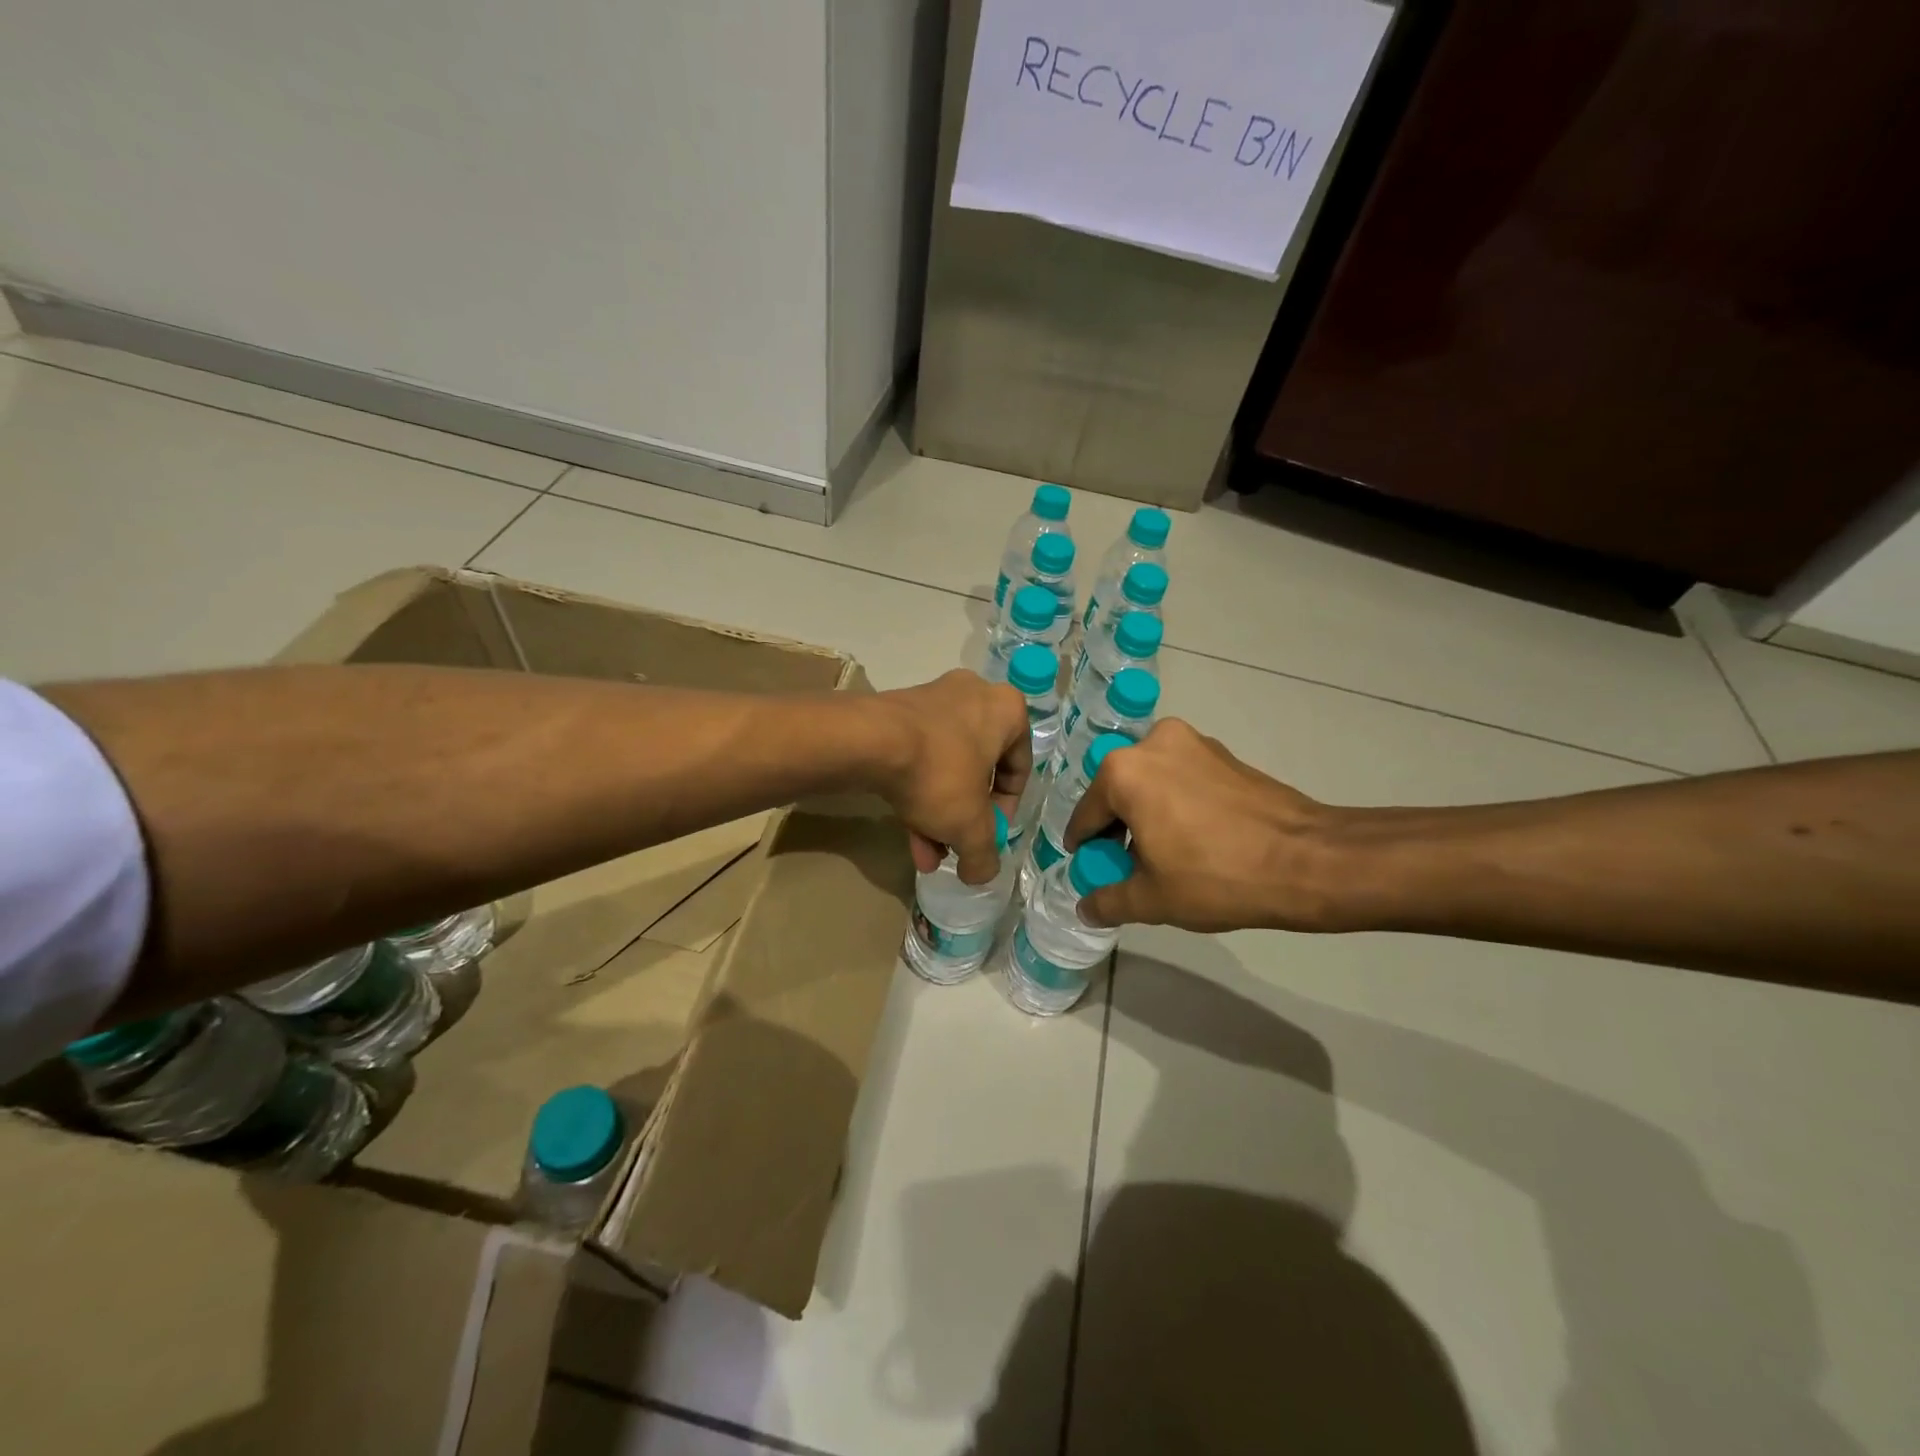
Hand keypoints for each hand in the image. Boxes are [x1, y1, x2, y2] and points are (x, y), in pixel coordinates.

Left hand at [873, 670, 1031, 882]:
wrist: (868, 741)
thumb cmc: (939, 773)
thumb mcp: (970, 826)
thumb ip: (984, 855)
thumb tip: (981, 874)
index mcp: (1006, 710)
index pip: (1019, 768)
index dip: (1005, 811)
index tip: (989, 837)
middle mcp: (973, 696)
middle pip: (978, 771)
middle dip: (964, 818)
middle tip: (954, 848)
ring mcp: (933, 700)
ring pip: (946, 767)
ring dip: (938, 813)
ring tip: (926, 854)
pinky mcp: (897, 712)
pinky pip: (919, 756)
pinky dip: (917, 792)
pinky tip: (908, 834)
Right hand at [1063, 719, 1352, 931]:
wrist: (1308, 861)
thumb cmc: (1217, 877)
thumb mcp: (1152, 899)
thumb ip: (1108, 901)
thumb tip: (1085, 908)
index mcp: (1123, 772)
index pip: (1086, 815)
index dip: (1084, 848)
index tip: (1090, 870)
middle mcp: (1152, 744)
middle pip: (1119, 793)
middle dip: (1118, 829)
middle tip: (1130, 867)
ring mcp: (1193, 742)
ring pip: (1152, 783)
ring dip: (1148, 814)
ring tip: (1165, 855)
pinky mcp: (1224, 753)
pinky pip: (1182, 778)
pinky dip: (1177, 803)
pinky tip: (1195, 838)